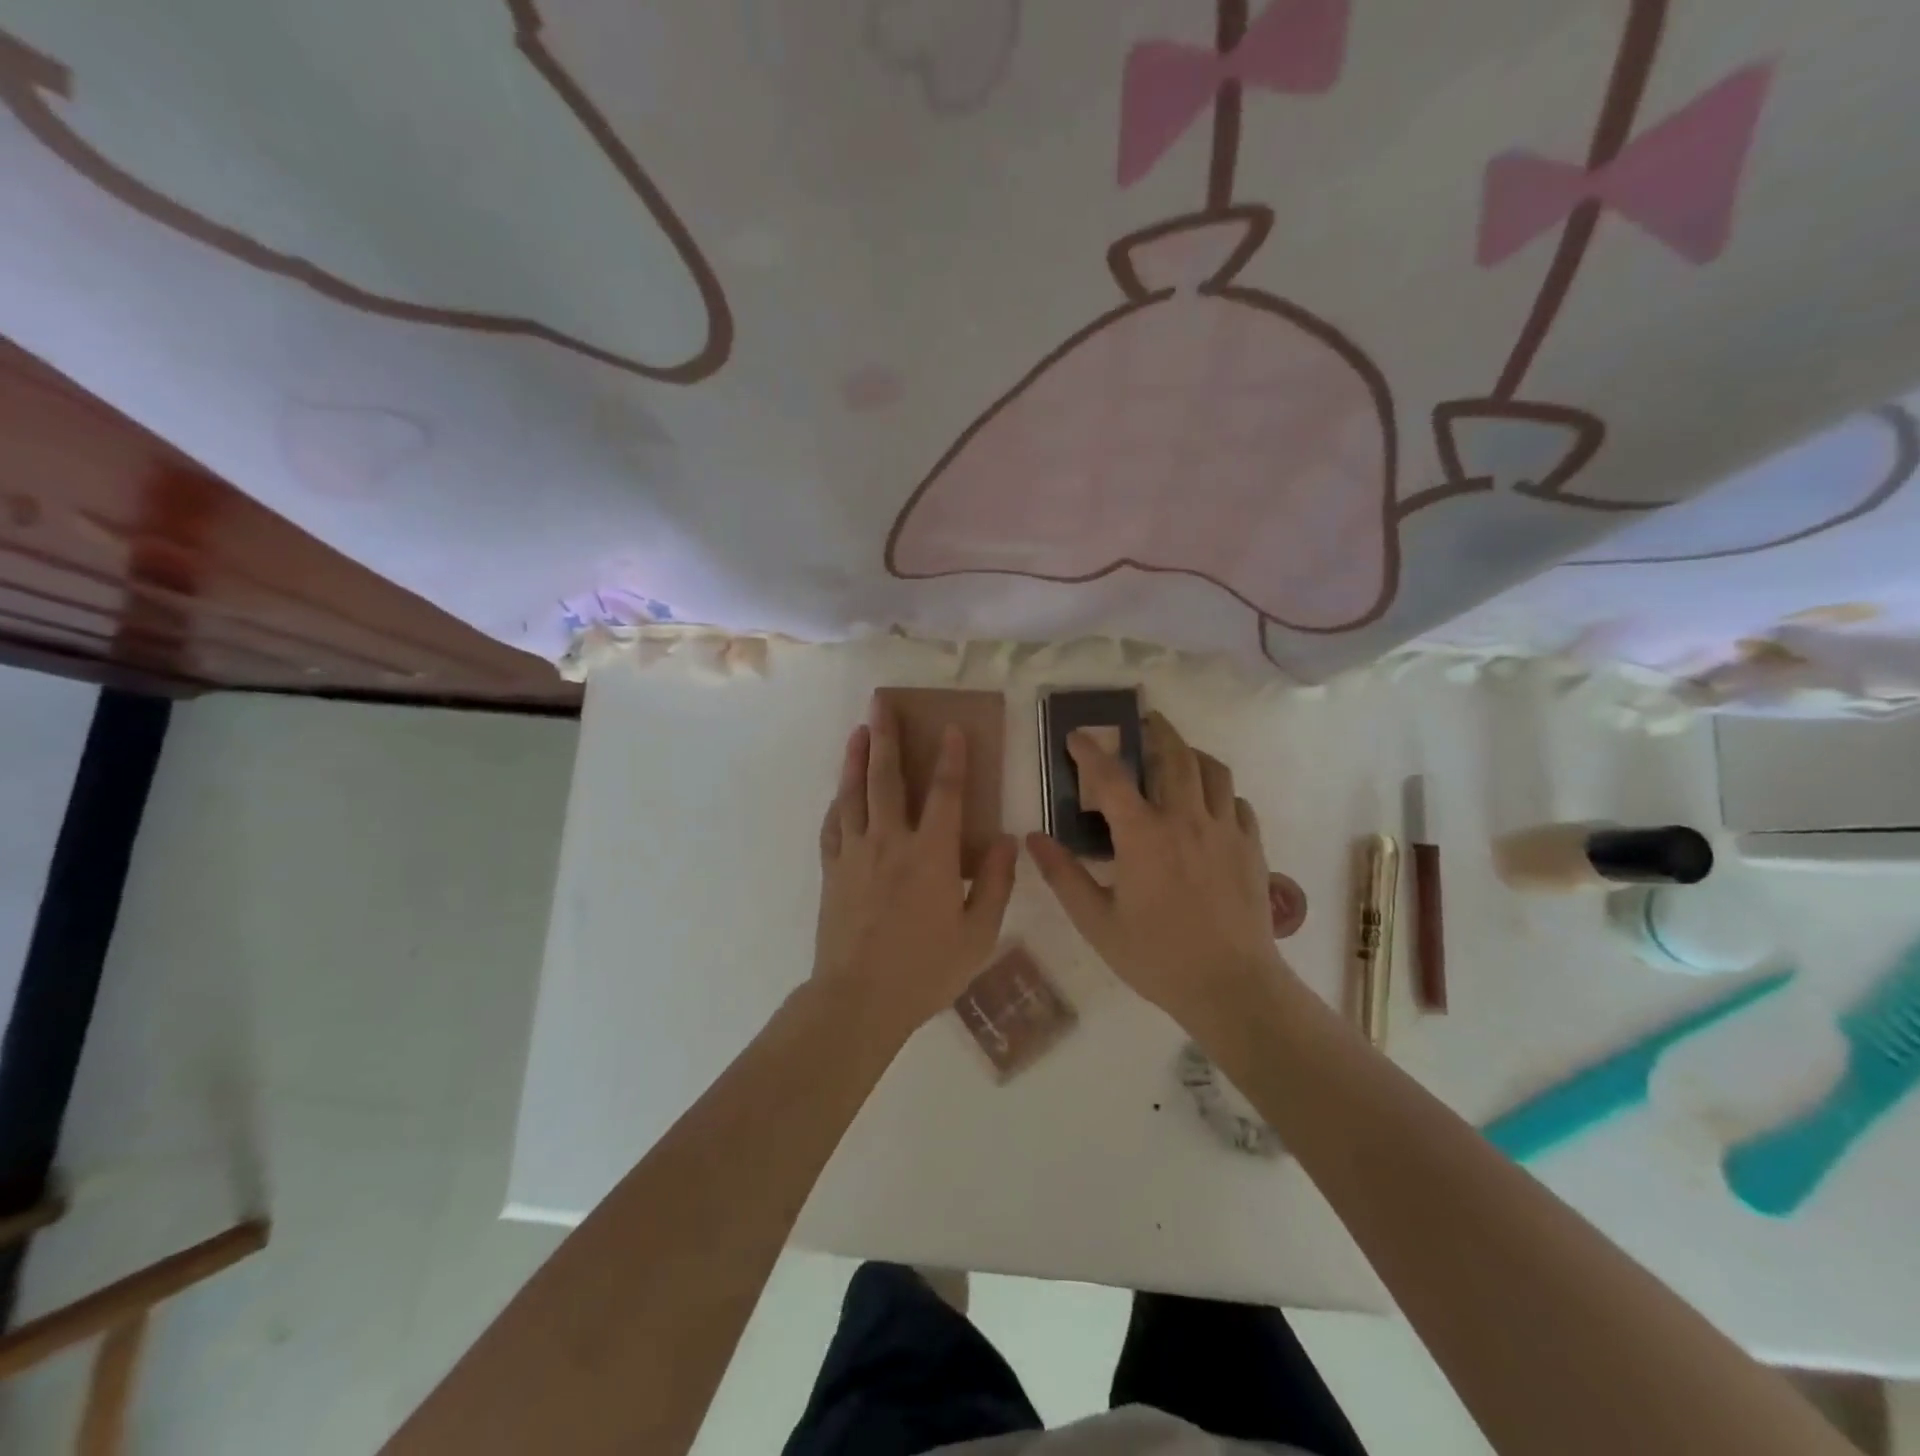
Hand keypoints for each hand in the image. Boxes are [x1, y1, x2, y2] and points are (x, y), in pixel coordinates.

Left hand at [814, 697, 1017, 1031]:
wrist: (858, 1000)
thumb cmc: (925, 970)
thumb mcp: (978, 934)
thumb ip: (995, 883)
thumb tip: (1007, 840)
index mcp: (930, 855)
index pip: (945, 793)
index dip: (950, 757)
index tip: (951, 727)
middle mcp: (889, 842)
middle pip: (886, 778)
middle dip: (886, 736)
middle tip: (881, 702)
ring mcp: (855, 854)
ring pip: (853, 793)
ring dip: (856, 758)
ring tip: (859, 730)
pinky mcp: (832, 870)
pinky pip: (833, 825)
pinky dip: (838, 802)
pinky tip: (840, 792)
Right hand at [1027, 711, 1286, 1029]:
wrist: (1231, 986)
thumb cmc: (1156, 956)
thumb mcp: (1097, 921)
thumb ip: (1063, 876)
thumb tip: (1033, 838)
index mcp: (1143, 836)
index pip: (1110, 778)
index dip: (1090, 752)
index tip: (1077, 736)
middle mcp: (1185, 820)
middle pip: (1174, 755)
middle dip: (1156, 730)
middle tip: (1144, 720)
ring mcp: (1225, 831)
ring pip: (1213, 771)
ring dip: (1192, 753)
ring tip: (1179, 753)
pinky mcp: (1251, 848)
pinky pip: (1238, 803)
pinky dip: (1221, 792)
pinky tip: (1211, 804)